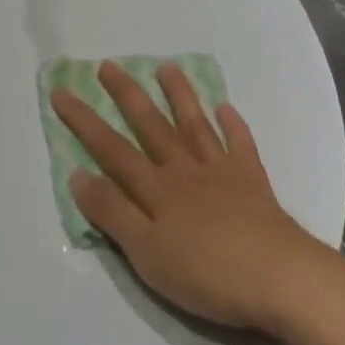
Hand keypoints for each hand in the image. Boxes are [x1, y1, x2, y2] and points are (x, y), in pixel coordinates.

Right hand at [51, 62, 344, 344]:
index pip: (111, 148)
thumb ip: (112, 212)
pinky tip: (226, 108)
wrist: (283, 280)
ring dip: (179, 96)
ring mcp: (222, 173)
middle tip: (108, 65)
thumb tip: (78, 174)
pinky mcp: (254, 184)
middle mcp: (184, 171)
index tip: (61, 91)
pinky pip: (241, 145)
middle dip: (126, 95)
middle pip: (150, 126)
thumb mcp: (146, 253)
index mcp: (155, 189)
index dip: (84, 120)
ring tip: (166, 67)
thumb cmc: (207, 273)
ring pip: (194, 126)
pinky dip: (233, 125)